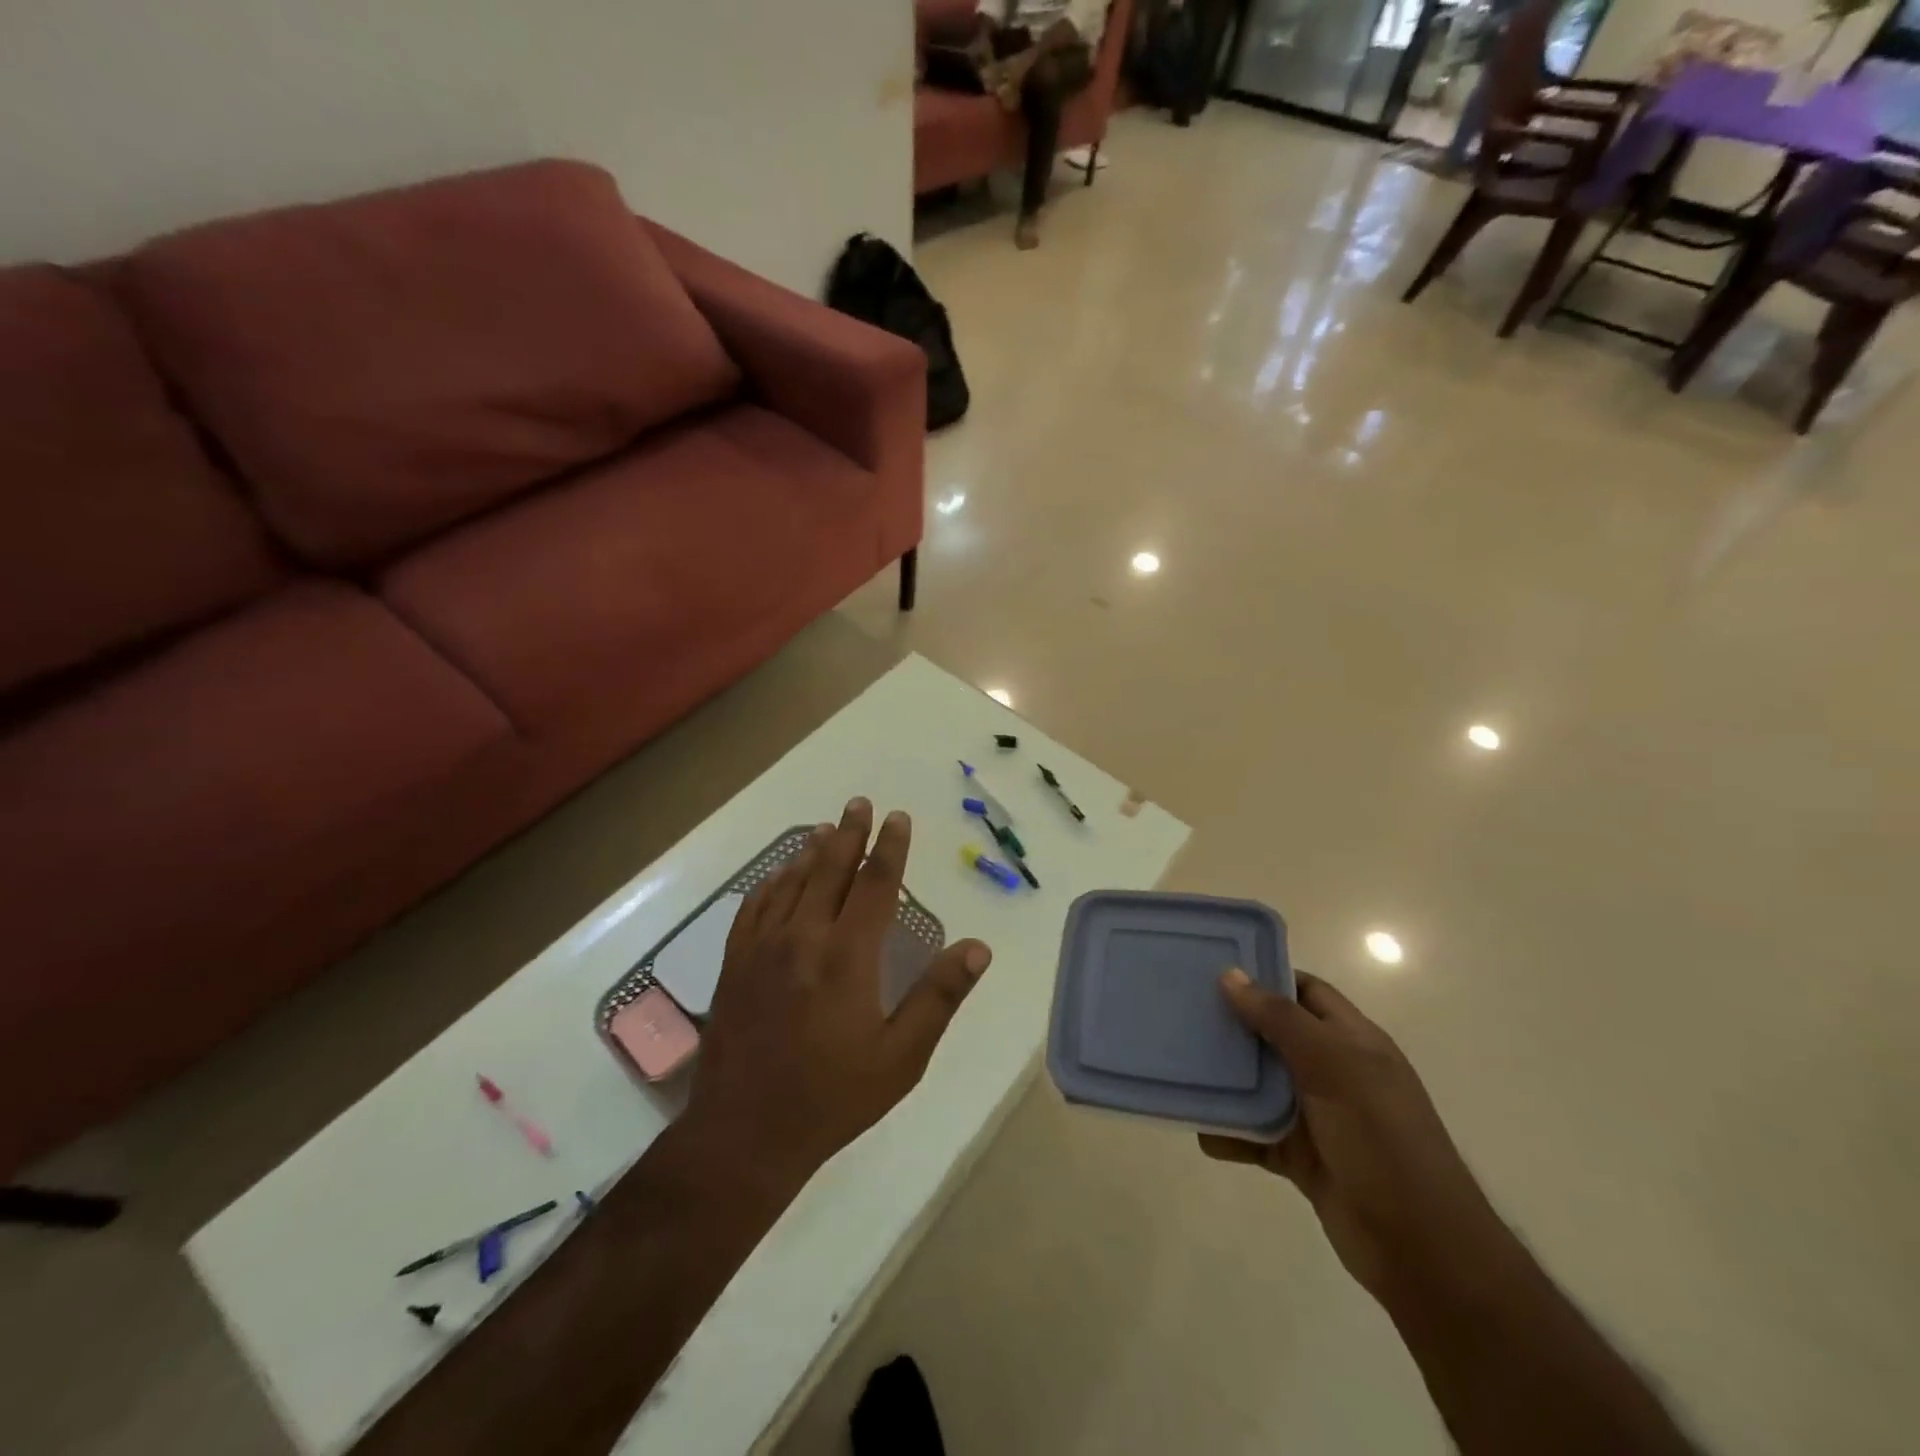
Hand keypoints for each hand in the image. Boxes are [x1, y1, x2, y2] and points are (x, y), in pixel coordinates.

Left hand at [687, 799, 991, 1186]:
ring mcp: (763, 948)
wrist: (745, 1133)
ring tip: (826, 828)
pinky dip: (772, 881)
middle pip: (830, 869)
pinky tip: (779, 874)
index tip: (897, 818)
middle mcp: (803, 938)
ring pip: (791, 882)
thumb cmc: (833, 1097)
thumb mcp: (901, 1057)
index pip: (875, 884)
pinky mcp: (735, 963)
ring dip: (811, 851)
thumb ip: (938, 997)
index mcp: (847, 956)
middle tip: (860, 803)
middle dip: (849, 833)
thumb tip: (977, 948)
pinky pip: (755, 906)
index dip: (889, 847)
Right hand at [1199, 970, 1505, 1306]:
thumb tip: (1230, 975)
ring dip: (1226, 1078)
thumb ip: (1280, 1020)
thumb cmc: (1382, 1140)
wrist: (1422, 1250)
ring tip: (1180, 1063)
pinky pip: (1255, 1133)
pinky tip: (1198, 1127)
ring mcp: (1317, 1116)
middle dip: (1233, 1023)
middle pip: (1275, 1034)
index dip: (1265, 976)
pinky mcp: (1301, 1156)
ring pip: (1260, 1083)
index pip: (1305, 991)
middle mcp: (1334, 1071)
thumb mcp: (1334, 1067)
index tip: (1213, 969)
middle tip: (1182, 1010)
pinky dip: (1229, 1130)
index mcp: (1352, 1041)